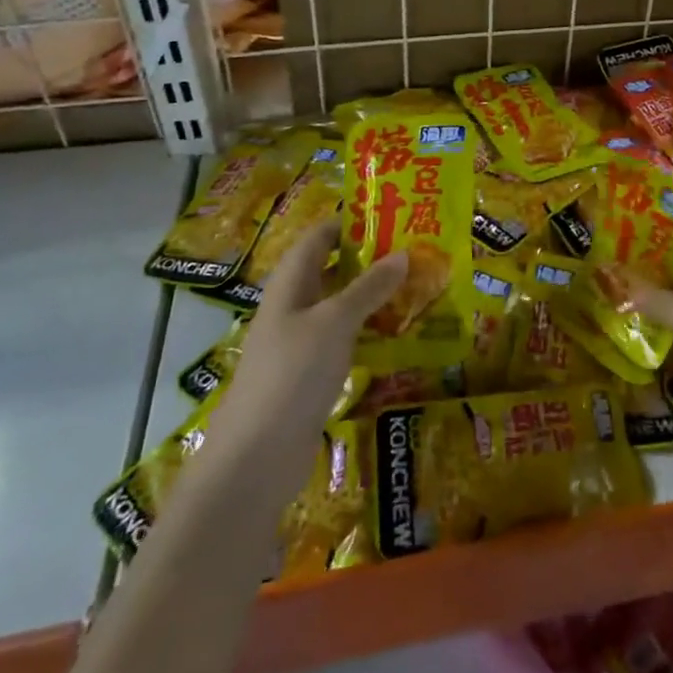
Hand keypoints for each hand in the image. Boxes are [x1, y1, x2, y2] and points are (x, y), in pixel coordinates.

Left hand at [216, 220, 404, 449]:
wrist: (256, 457)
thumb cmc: (293, 372)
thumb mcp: (336, 321)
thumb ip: (369, 287)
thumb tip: (403, 253)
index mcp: (290, 283)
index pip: (318, 238)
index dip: (348, 222)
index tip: (389, 215)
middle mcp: (292, 307)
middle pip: (330, 270)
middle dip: (368, 259)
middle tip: (413, 250)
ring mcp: (299, 343)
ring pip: (339, 307)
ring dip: (372, 297)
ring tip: (416, 286)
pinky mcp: (310, 375)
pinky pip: (342, 340)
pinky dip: (367, 332)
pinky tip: (397, 334)